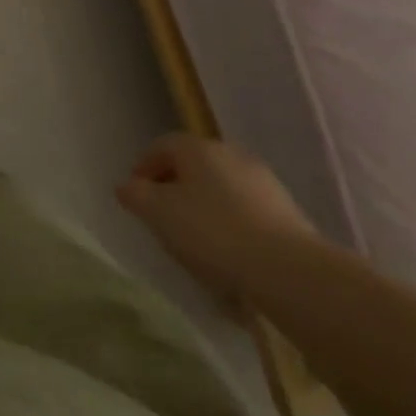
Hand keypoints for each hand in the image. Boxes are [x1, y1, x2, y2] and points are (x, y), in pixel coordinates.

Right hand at [117, 135, 320, 300]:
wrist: (288, 270)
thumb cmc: (212, 232)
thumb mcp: (158, 213)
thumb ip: (135, 195)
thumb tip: (127, 186)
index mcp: (198, 148)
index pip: (161, 146)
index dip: (143, 168)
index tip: (135, 196)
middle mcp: (231, 154)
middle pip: (192, 165)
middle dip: (174, 187)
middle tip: (161, 216)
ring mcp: (263, 181)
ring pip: (220, 188)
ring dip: (203, 206)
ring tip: (195, 239)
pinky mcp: (286, 211)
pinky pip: (245, 210)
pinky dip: (230, 223)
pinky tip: (228, 252)